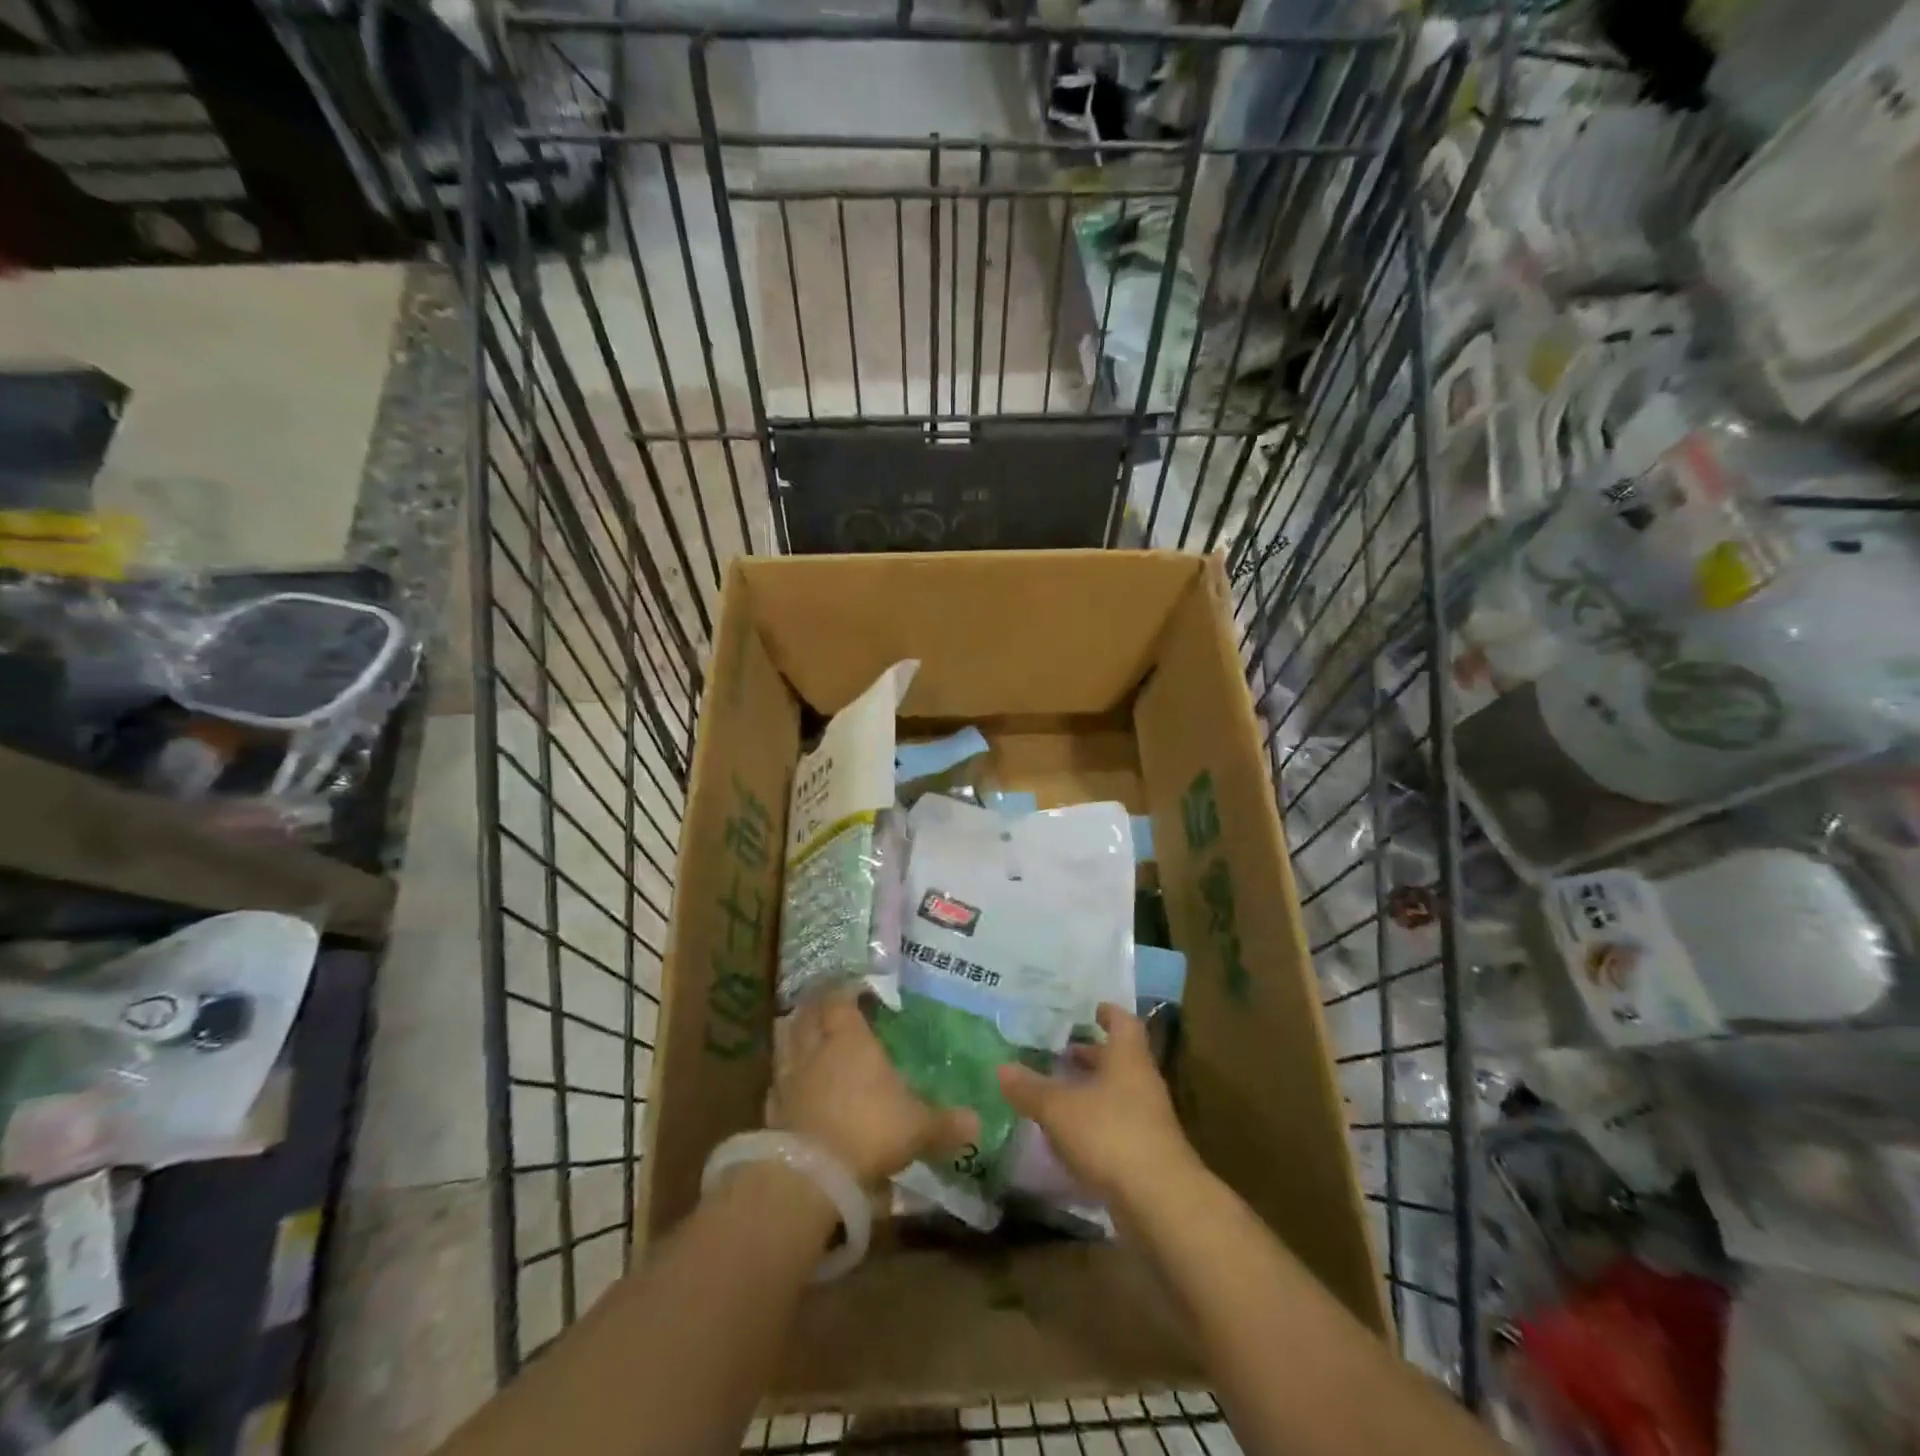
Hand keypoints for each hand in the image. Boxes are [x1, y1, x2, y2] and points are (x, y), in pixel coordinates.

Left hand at [768, 992, 978, 1188]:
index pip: (840, 1000)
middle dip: (816, 1007)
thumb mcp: (918, 1128)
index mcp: (849, 1039)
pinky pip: (777, 1081)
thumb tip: (978, 1122)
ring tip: (804, 1033)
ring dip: (793, 1034)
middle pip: (807, 1015)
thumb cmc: (870, 1131)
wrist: (811, 1175)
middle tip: (827, 1005)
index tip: (856, 990)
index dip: (845, 992)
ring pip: (785, 1041)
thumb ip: (945, 1124)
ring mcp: (789, 1078)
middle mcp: (815, 1049)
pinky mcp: (772, 1110)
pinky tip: (791, 1084)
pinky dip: (784, 1077)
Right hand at [997, 1003, 1197, 1205]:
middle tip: (1060, 1053)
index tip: (1090, 1010)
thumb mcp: (1058, 1108)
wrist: (1159, 1202)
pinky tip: (1069, 1135)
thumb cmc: (1110, 1134)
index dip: (1107, 1013)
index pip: (1123, 1022)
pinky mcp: (1146, 1153)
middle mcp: (1142, 1082)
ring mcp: (1148, 1119)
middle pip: (1118, 1059)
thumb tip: (1001, 1067)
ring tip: (1057, 1092)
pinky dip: (1095, 1124)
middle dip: (1091, 1055)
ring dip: (1091, 1091)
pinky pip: (1117, 1126)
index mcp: (1127, 1057)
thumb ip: (1029, 1088)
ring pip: (1117, 1093)